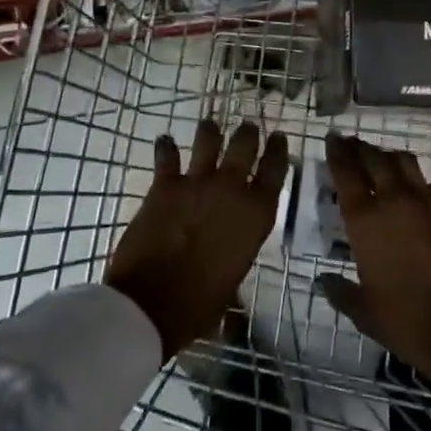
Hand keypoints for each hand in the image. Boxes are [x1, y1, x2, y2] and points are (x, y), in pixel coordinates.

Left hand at [105, 120, 288, 360]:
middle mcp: (231, 189)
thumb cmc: (200, 304)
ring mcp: (197, 182)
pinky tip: (164, 140)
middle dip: (248, 134)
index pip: (276, 171)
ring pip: (209, 138)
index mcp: (255, 215)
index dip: (279, 151)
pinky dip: (166, 147)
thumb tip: (232, 252)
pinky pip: (167, 155)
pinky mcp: (165, 184)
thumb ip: (237, 250)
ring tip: (210, 127)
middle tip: (248, 129)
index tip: (279, 138)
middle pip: (245, 145)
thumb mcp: (233, 277)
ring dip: (210, 131)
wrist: (151, 303)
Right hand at [316, 133, 430, 398]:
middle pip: (375, 158)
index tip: (332, 139)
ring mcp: (430, 203)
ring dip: (391, 158)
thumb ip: (340, 290)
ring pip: (406, 163)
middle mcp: (396, 201)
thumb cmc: (406, 323)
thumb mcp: (363, 311)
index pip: (346, 172)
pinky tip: (421, 196)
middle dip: (361, 148)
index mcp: (366, 221)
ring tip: (384, 162)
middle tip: (353, 145)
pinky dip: (422, 186)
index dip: (337, 152)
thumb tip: (323, 281)